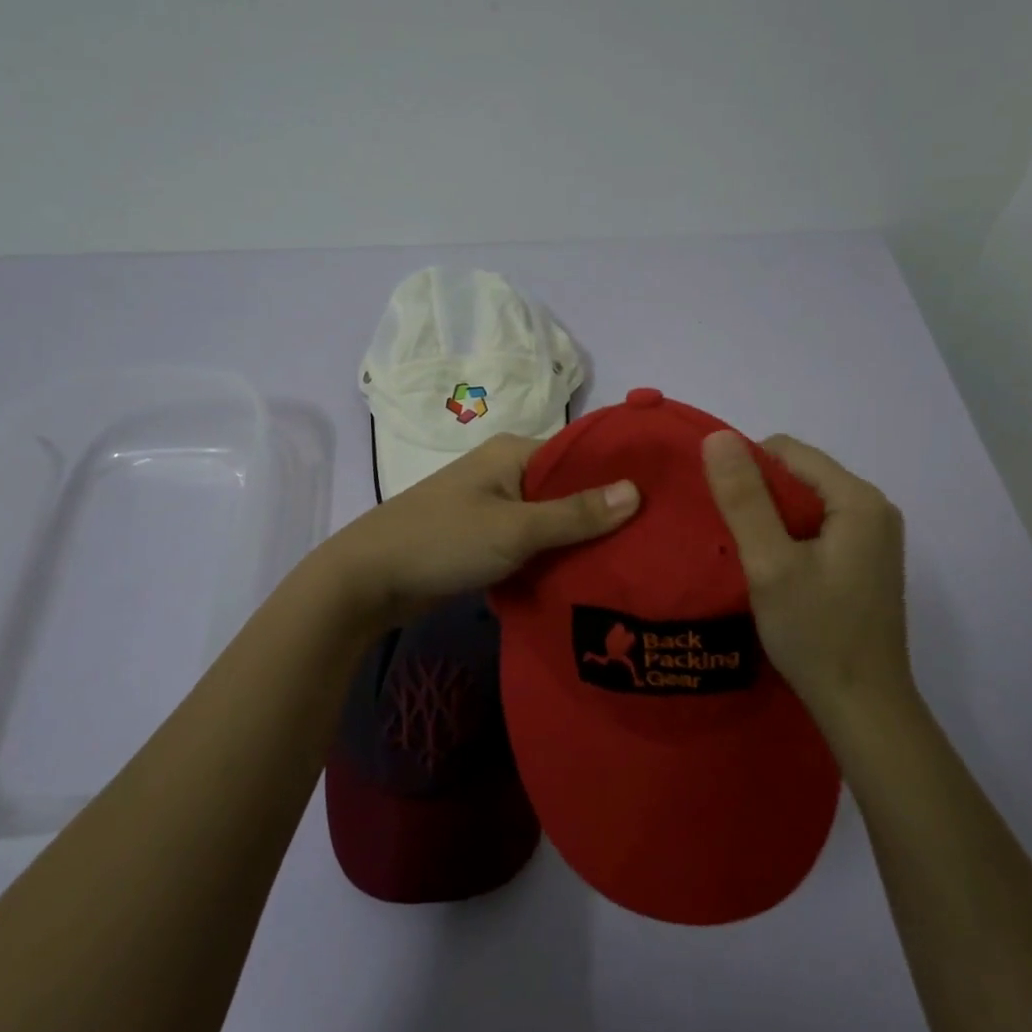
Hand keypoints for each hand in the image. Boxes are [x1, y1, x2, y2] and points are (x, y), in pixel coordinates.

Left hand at [318, 433, 639, 630]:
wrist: (367, 579)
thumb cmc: (443, 542)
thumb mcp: (515, 528)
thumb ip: (575, 514)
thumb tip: (637, 491)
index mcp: (513, 453)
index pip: (580, 455)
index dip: (619, 476)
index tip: (663, 502)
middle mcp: (505, 472)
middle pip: (567, 490)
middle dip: (602, 515)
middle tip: (653, 542)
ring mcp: (492, 507)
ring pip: (549, 520)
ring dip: (578, 541)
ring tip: (630, 563)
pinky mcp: (483, 539)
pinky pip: (529, 542)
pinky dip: (551, 557)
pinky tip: (585, 579)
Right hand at [702, 431, 911, 724]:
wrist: (863, 707)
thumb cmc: (815, 633)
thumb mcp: (769, 563)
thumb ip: (744, 498)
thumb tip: (717, 436)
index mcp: (857, 499)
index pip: (786, 451)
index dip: (745, 469)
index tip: (720, 510)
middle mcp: (873, 508)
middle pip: (798, 475)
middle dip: (758, 496)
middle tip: (729, 537)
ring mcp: (873, 537)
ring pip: (805, 503)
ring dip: (770, 520)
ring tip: (747, 555)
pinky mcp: (865, 561)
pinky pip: (817, 528)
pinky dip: (788, 539)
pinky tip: (772, 571)